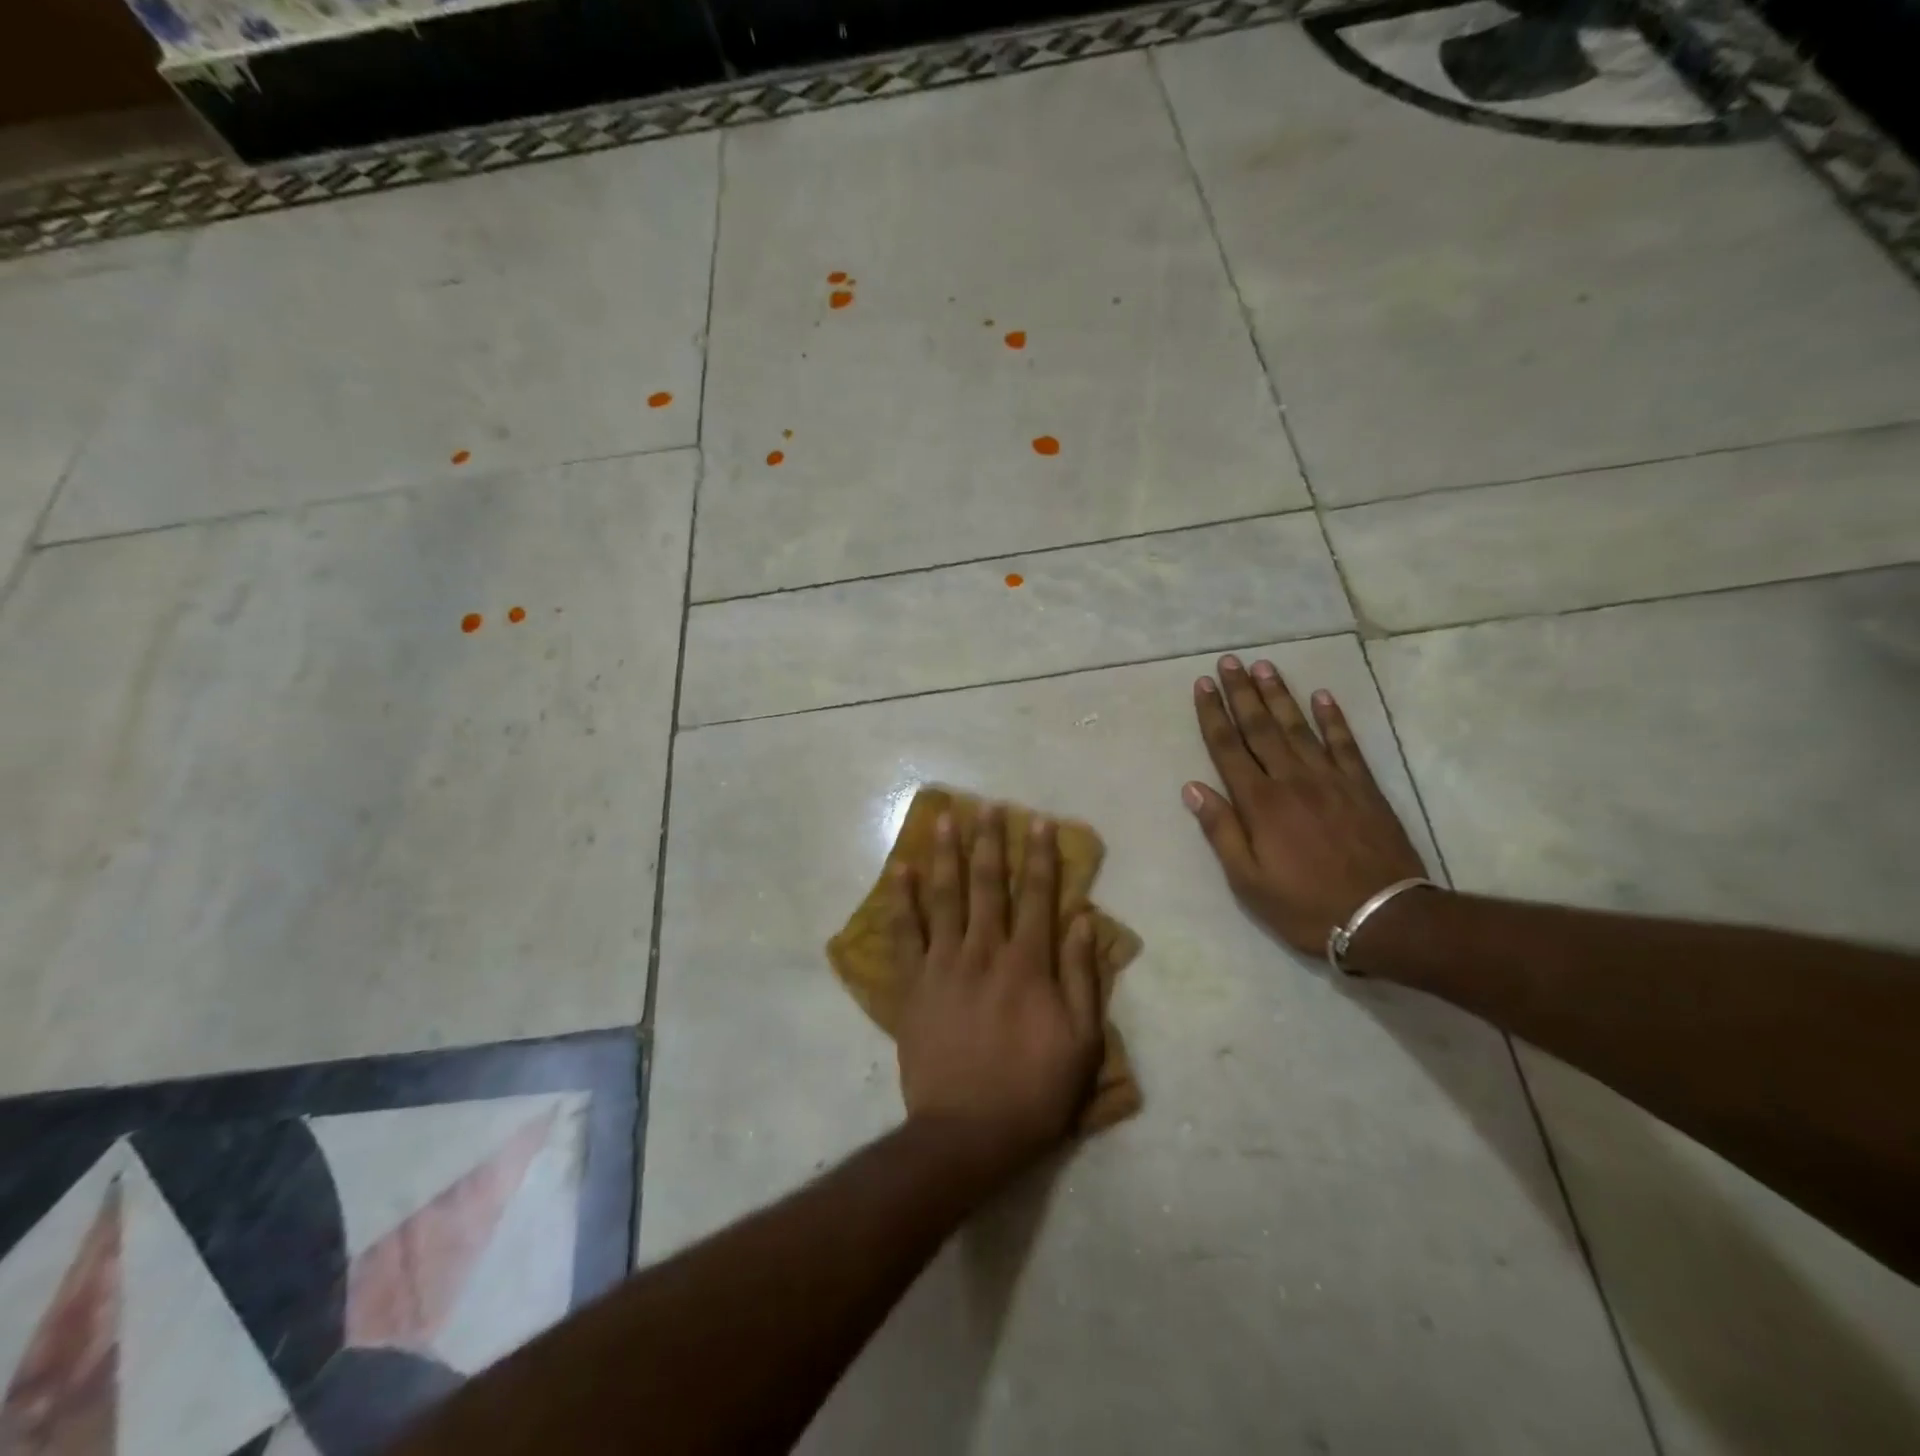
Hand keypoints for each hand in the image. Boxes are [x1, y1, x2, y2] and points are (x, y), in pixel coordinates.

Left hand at [891, 806, 1103, 1173]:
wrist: (968, 1133)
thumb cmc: (1034, 1090)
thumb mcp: (1081, 1041)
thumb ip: (1081, 977)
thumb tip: (1083, 921)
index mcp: (1028, 964)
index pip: (1038, 896)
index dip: (1039, 856)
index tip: (1037, 822)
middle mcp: (985, 952)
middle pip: (987, 885)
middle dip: (989, 842)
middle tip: (987, 806)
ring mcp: (945, 965)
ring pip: (945, 897)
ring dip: (947, 855)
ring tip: (945, 819)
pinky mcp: (914, 985)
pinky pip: (906, 934)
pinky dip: (903, 900)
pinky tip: (903, 870)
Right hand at [1184, 655, 1427, 957]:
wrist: (1383, 918)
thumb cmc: (1304, 905)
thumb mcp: (1248, 880)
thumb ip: (1221, 831)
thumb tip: (1193, 788)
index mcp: (1259, 803)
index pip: (1228, 748)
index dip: (1213, 714)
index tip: (1202, 685)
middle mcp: (1291, 780)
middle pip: (1261, 728)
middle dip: (1242, 692)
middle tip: (1229, 662)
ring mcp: (1330, 779)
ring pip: (1298, 727)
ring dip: (1279, 695)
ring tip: (1265, 666)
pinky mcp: (1363, 786)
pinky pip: (1345, 743)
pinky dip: (1332, 718)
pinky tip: (1322, 696)